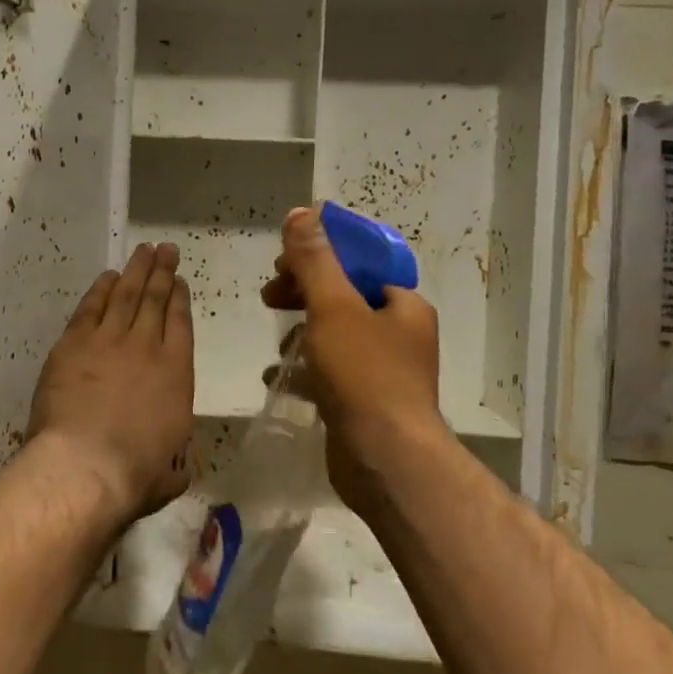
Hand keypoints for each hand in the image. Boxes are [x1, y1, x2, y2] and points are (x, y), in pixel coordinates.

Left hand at [27, 242, 194, 521]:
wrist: (85, 465)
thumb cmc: (135, 473)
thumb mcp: (172, 471)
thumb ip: (178, 458)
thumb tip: (179, 464)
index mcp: (177, 373)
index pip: (181, 323)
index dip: (180, 299)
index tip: (180, 281)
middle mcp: (146, 347)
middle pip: (155, 299)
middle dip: (162, 271)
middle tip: (166, 250)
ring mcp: (108, 341)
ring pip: (125, 294)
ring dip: (136, 270)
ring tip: (144, 251)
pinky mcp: (73, 344)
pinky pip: (90, 307)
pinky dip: (100, 289)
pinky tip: (107, 277)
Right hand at [262, 207, 444, 508]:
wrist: (386, 460)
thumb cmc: (364, 375)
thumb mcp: (334, 307)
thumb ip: (314, 259)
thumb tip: (301, 212)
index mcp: (402, 305)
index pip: (359, 264)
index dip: (319, 257)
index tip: (283, 264)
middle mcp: (400, 334)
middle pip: (344, 298)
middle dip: (303, 294)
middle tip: (270, 297)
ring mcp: (385, 372)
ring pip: (336, 336)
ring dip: (303, 333)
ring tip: (278, 347)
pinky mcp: (367, 403)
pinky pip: (332, 374)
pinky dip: (306, 371)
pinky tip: (278, 377)